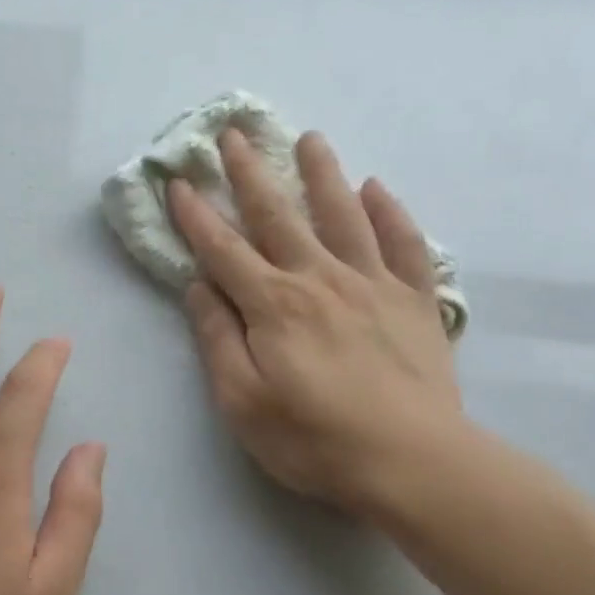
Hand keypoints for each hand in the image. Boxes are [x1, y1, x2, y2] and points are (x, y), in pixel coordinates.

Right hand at [168, 129, 464, 518]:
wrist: (413, 462)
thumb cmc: (314, 440)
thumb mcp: (242, 402)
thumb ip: (218, 339)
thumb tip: (198, 286)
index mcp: (273, 305)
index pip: (223, 249)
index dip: (196, 214)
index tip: (179, 181)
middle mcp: (320, 279)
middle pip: (278, 216)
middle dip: (250, 172)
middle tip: (234, 132)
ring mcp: (372, 284)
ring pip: (343, 215)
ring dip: (322, 173)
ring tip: (309, 138)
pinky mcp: (415, 300)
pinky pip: (404, 244)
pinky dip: (390, 213)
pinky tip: (377, 189)